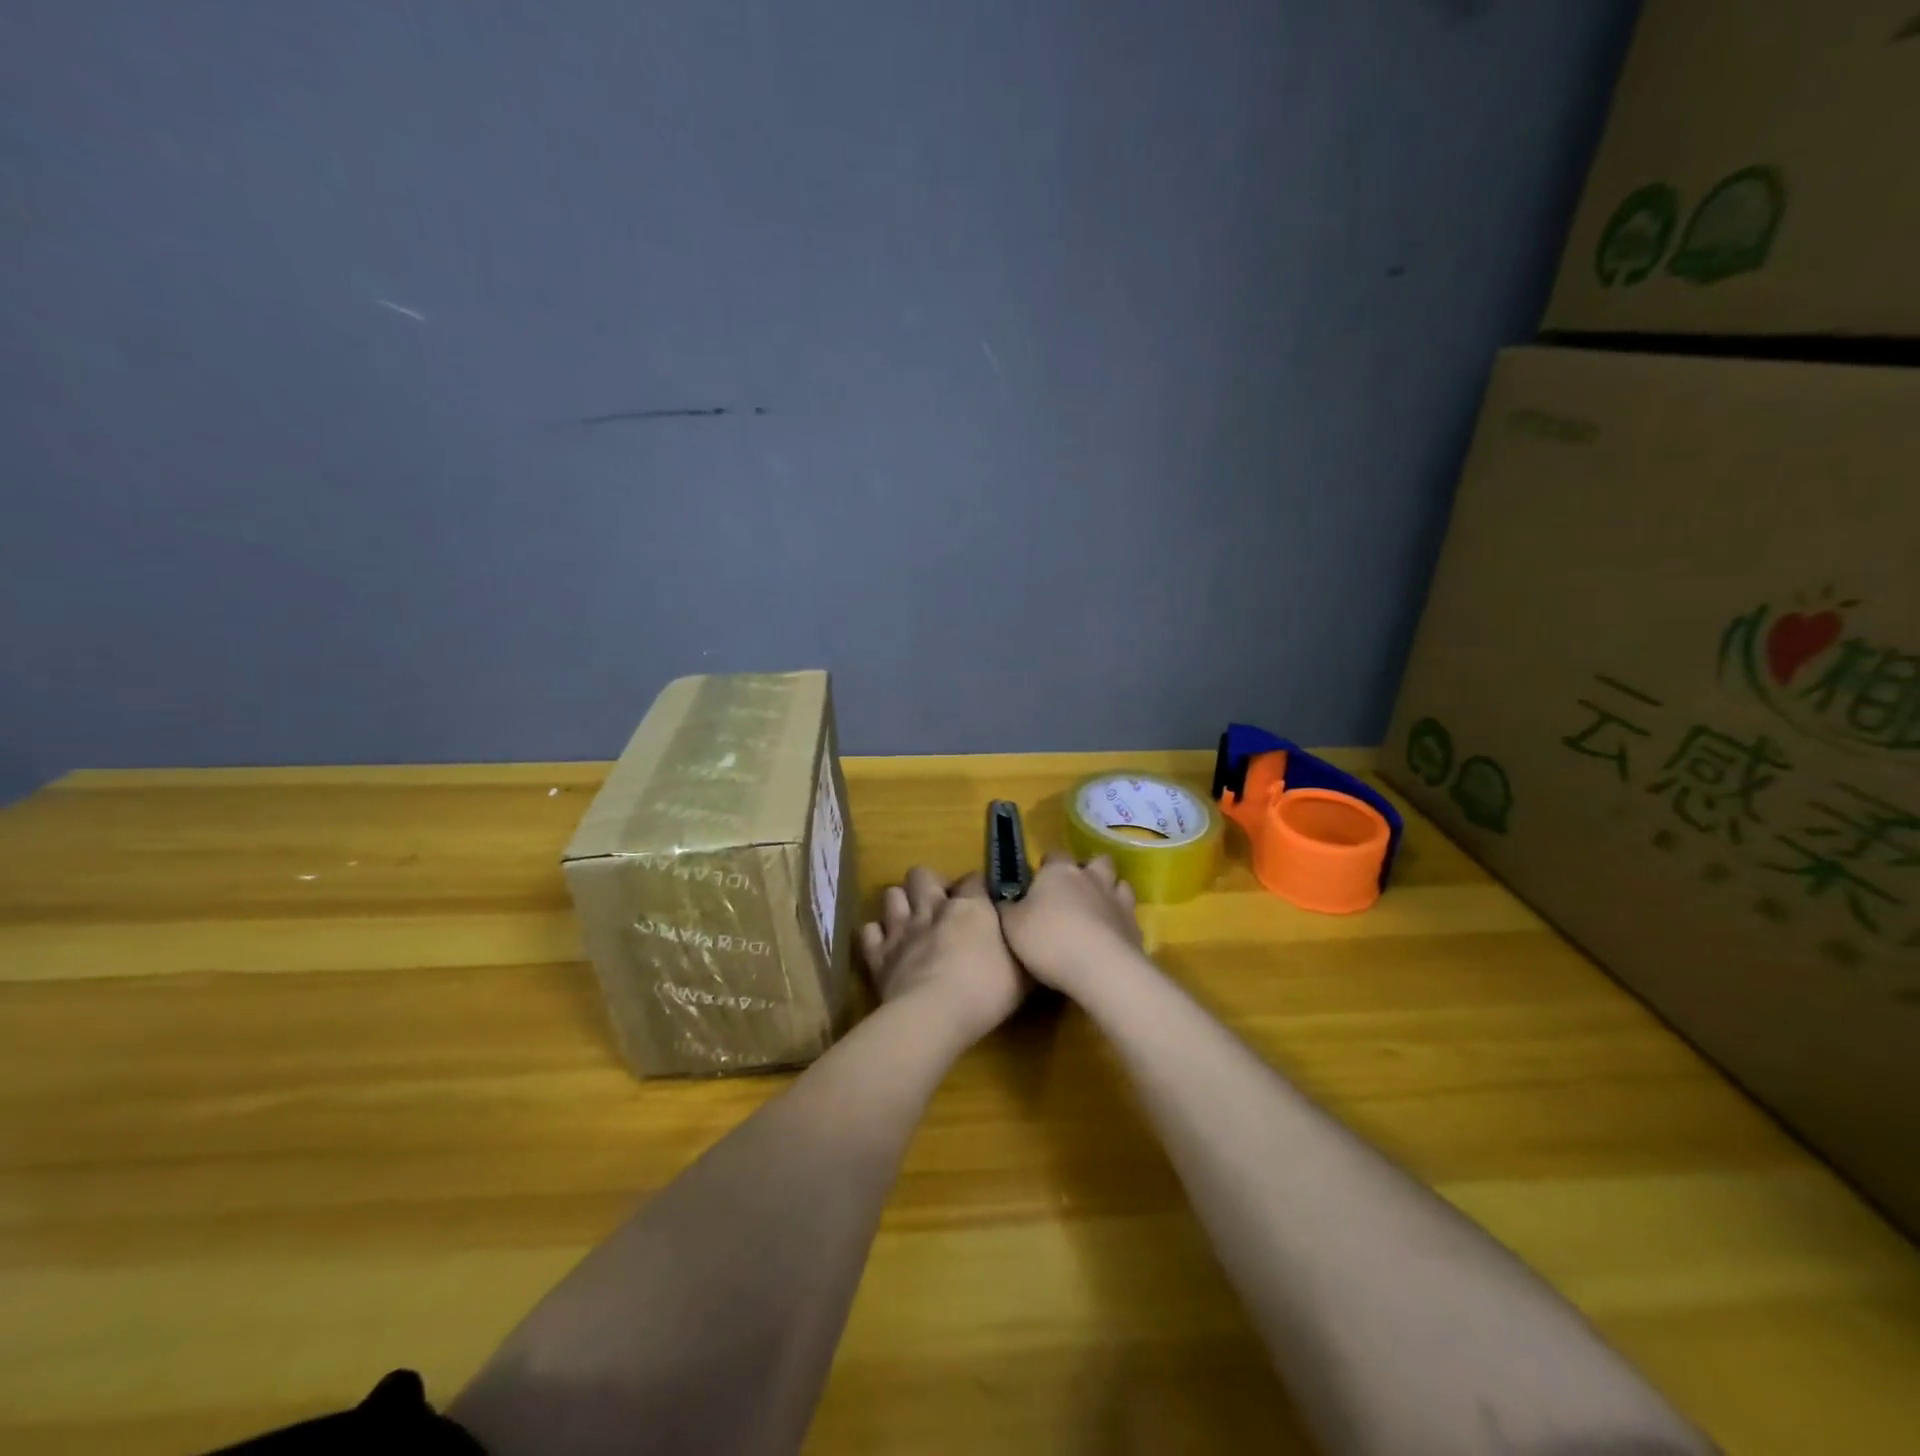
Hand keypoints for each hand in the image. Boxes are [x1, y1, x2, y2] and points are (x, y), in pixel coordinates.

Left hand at [860, 867, 1029, 1043]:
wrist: (935, 1015)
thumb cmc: (987, 991)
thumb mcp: (1023, 968)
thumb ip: (1022, 944)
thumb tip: (1028, 932)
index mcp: (970, 906)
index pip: (974, 878)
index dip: (978, 887)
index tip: (985, 902)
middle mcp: (932, 908)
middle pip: (921, 874)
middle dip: (928, 884)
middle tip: (939, 906)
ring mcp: (901, 929)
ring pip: (891, 895)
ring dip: (899, 905)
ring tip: (910, 922)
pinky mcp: (877, 954)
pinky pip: (867, 932)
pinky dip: (875, 936)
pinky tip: (885, 947)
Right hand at [996, 853, 1143, 994]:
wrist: (1100, 968)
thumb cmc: (1048, 940)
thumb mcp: (1011, 925)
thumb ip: (1008, 908)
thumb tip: (1005, 900)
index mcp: (1059, 871)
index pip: (1055, 854)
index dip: (1048, 865)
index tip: (1039, 881)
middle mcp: (1092, 877)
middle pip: (1097, 861)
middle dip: (1088, 870)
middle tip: (1074, 890)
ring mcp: (1118, 900)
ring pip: (1119, 883)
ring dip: (1110, 891)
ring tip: (1097, 910)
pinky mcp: (1136, 926)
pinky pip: (1129, 914)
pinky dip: (1120, 920)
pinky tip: (1111, 936)